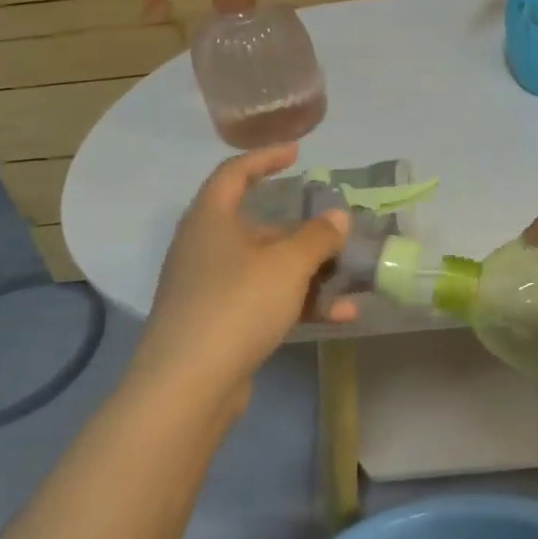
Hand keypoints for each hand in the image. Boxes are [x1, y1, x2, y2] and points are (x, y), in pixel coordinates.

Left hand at [136, 145, 355, 412]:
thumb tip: (338, 217)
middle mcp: (205, 247)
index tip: (298, 153)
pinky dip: (297, 303)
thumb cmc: (237, 304)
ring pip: (266, 268)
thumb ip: (318, 236)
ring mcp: (209, 287)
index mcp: (211, 219)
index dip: (266, 158)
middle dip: (303, 232)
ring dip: (309, 274)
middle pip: (258, 226)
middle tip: (337, 235)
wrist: (187, 385)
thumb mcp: (288, 264)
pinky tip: (338, 317)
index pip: (234, 173)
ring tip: (350, 284)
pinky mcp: (217, 322)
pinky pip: (263, 300)